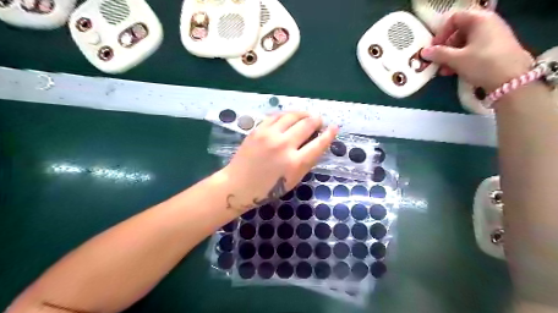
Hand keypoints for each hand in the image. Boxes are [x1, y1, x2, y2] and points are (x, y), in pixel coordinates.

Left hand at [221, 111, 334, 212]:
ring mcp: (269, 135)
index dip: (329, 134)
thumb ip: (306, 162)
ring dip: (303, 114)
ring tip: (306, 116)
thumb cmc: (267, 188)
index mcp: (295, 163)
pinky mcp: (258, 130)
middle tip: (319, 121)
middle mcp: (284, 146)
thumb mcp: (293, 180)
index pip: (319, 144)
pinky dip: (286, 115)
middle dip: (317, 120)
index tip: (334, 127)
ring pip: (292, 116)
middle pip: (307, 124)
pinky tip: (289, 117)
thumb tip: (316, 144)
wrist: (238, 185)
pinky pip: (276, 116)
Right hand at [421, 10, 533, 91]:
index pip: (454, 18)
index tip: (433, 47)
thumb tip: (424, 52)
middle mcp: (488, 24)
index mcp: (480, 19)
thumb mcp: (456, 59)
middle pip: (459, 31)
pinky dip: (461, 59)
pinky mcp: (495, 49)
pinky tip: (454, 71)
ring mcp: (493, 36)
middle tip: (437, 60)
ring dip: (451, 56)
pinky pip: (473, 50)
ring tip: (444, 70)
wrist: (511, 80)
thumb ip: (438, 54)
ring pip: (465, 43)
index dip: (441, 32)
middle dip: (445, 47)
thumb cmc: (482, 64)